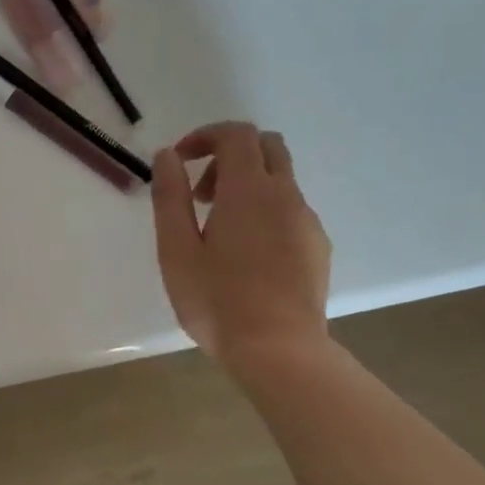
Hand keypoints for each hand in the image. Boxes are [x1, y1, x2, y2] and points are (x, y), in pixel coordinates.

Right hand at [151, 122, 331, 376]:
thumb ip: (170, 198)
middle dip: (229, 156)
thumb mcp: (176, 251)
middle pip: (266, 147)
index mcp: (248, 190)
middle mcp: (285, 195)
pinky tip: (247, 257)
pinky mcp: (318, 247)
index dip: (205, 136)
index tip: (179, 160)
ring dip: (247, 187)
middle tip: (200, 195)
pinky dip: (265, 213)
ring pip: (280, 181)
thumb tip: (167, 157)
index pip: (236, 134)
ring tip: (218, 234)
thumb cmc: (217, 301)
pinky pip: (291, 212)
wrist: (278, 350)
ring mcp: (307, 221)